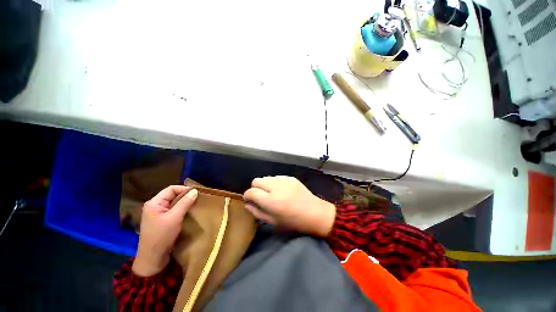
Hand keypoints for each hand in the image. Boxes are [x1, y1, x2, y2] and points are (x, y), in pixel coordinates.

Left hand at [132, 186, 197, 276]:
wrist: (153, 258)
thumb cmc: (162, 236)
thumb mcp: (175, 218)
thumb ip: (185, 203)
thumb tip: (195, 191)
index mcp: (154, 203)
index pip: (171, 189)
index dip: (184, 189)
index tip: (197, 192)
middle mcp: (155, 206)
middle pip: (172, 195)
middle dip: (185, 195)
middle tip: (198, 198)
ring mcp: (158, 213)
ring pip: (174, 203)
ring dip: (184, 202)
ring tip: (195, 204)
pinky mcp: (162, 220)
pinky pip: (173, 210)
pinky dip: (182, 209)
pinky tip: (189, 211)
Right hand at [243, 176, 335, 236]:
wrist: (314, 213)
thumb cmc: (293, 222)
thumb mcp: (273, 222)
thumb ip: (257, 212)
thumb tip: (247, 204)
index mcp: (270, 200)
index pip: (251, 191)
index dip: (248, 196)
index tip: (250, 200)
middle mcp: (275, 186)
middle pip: (256, 181)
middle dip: (255, 188)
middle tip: (261, 197)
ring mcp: (284, 180)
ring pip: (265, 177)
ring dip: (265, 185)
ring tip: (272, 194)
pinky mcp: (290, 177)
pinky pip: (276, 177)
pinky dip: (274, 183)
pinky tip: (281, 191)